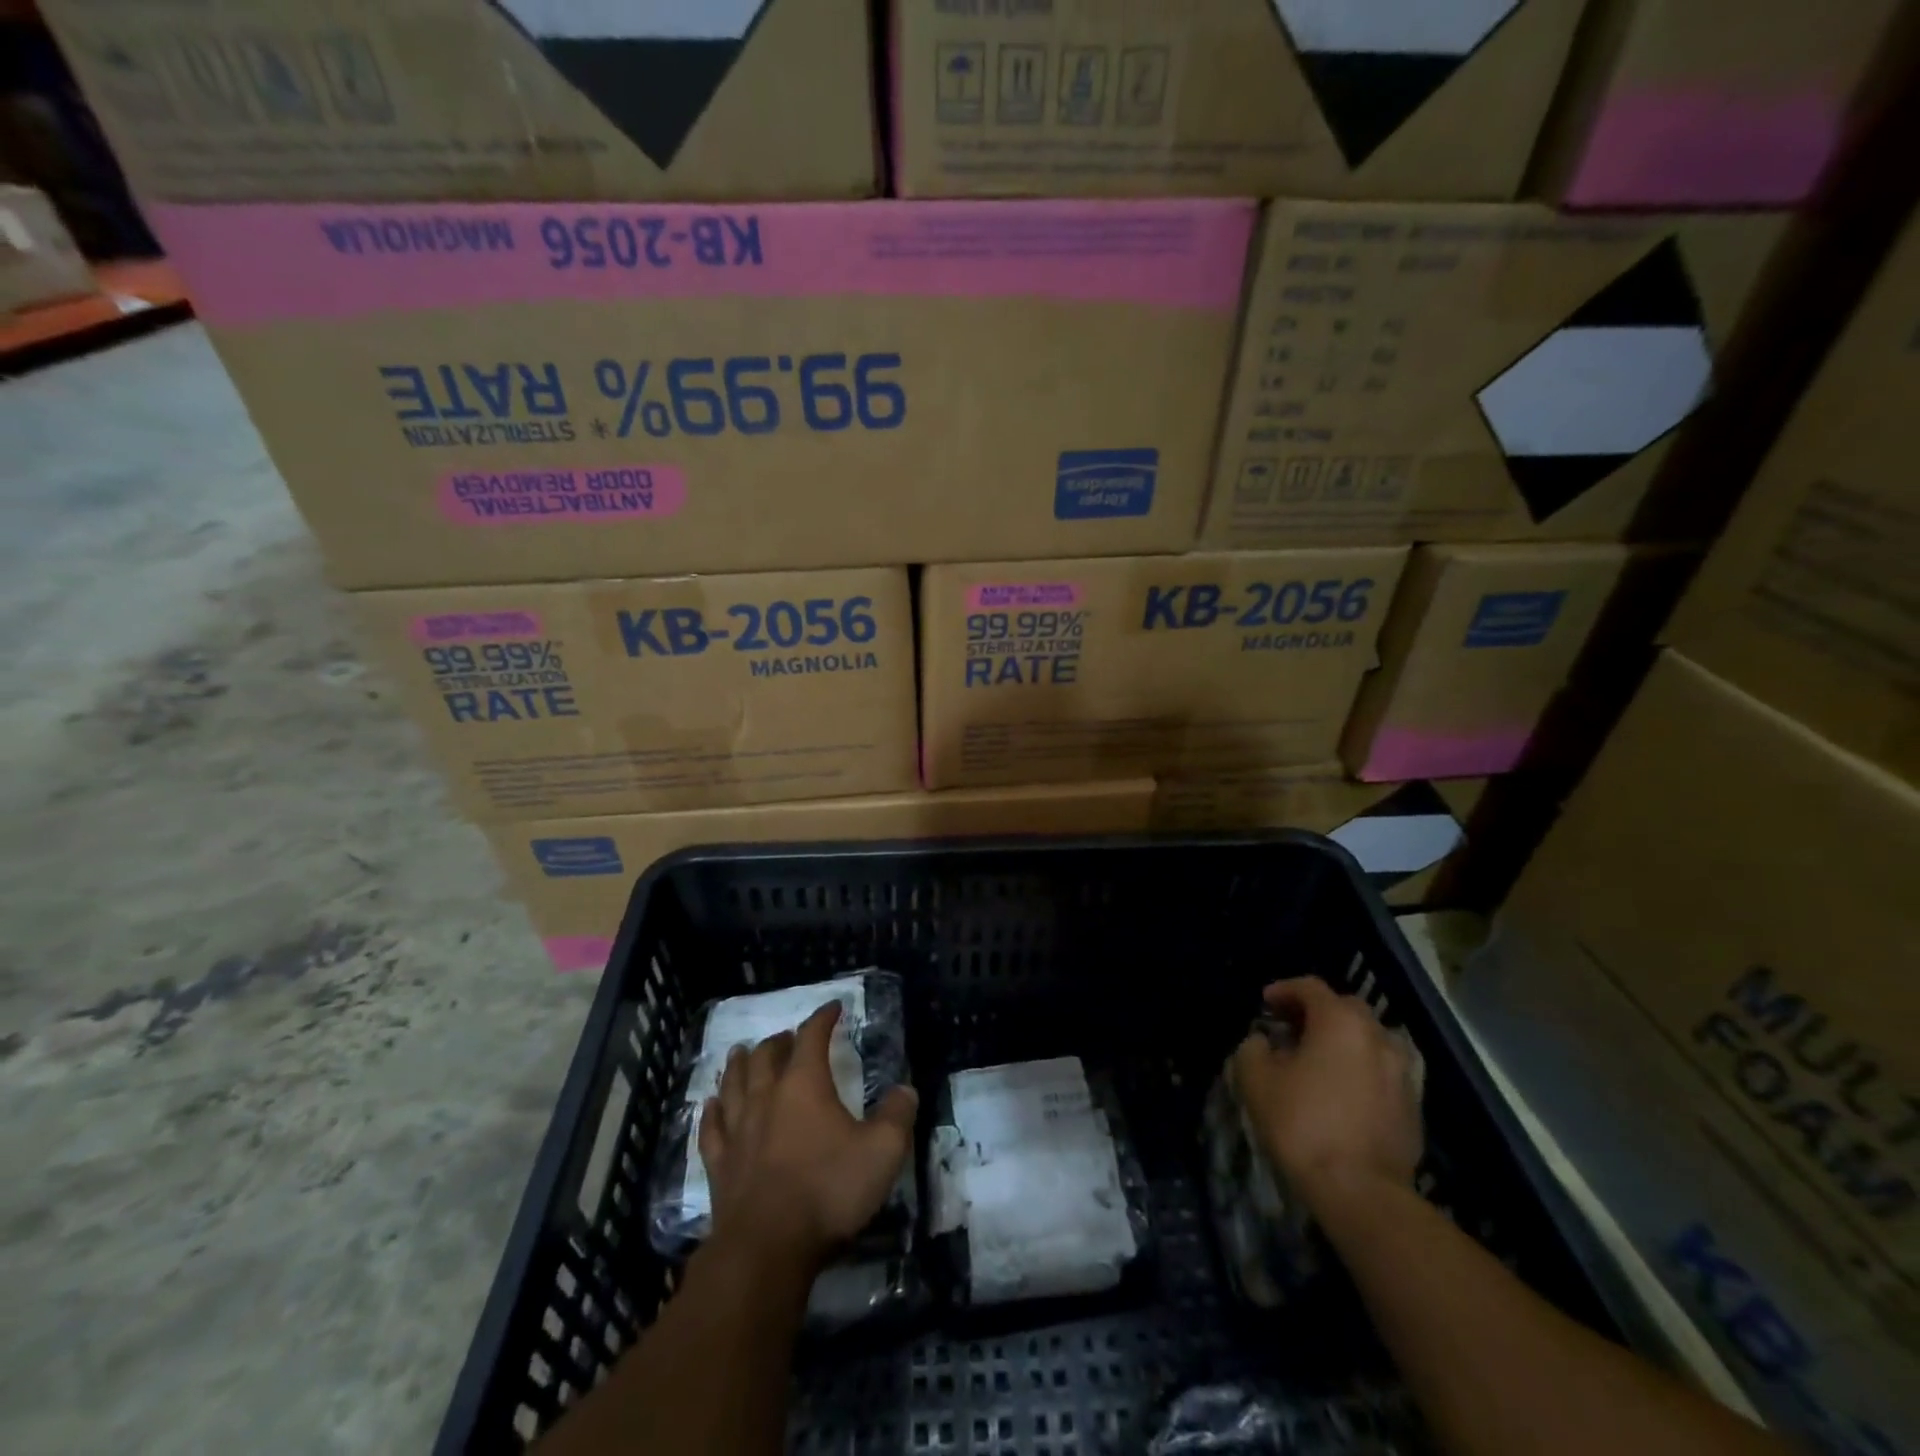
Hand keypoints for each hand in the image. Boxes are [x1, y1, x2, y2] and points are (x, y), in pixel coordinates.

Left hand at [698, 1000, 917, 1275]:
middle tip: (788, 1036)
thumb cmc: (828, 1190)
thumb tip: (906, 1090)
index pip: (812, 1037)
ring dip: (740, 1064)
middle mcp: (766, 1096)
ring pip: (734, 1083)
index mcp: (804, 1084)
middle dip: (779, 1041)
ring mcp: (738, 1130)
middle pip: (766, 1056)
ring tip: (742, 1052)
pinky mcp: (719, 1164)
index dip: (823, 1018)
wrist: (767, 1247)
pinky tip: (711, 1104)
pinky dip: (712, 1110)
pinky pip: (712, 1127)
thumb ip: (898, 1116)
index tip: (833, 1008)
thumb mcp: (882, 1151)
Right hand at [1231, 977, 1421, 1213]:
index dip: (1284, 990)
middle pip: (1345, 1008)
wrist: (1361, 1192)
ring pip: (1369, 1039)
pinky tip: (1342, 1091)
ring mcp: (1402, 1072)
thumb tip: (1263, 1042)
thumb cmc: (1303, 1124)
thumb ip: (1253, 1048)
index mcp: (1340, 1022)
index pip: (1311, 988)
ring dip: (1343, 1040)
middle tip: (1290, 1028)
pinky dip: (1361, 1069)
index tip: (1265, 1003)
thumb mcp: (1256, 1080)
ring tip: (1318, 1060)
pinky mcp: (1413, 1106)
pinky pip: (1382, 1071)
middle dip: (1316, 1012)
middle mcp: (1377, 1037)